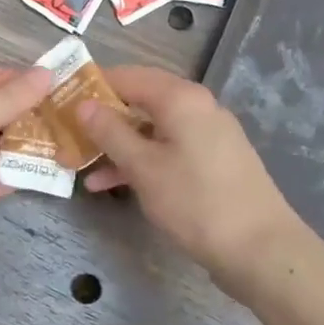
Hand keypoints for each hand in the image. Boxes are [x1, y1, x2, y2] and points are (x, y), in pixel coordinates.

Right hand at [78, 66, 305, 300]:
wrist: (261, 248)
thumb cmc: (196, 201)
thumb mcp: (143, 167)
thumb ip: (110, 132)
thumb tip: (83, 104)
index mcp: (181, 98)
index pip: (128, 76)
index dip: (93, 86)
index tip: (62, 101)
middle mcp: (197, 107)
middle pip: (140, 101)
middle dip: (102, 119)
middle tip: (68, 135)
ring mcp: (208, 135)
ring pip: (151, 129)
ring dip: (116, 145)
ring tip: (80, 167)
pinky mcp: (213, 161)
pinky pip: (167, 149)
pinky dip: (140, 161)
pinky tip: (111, 184)